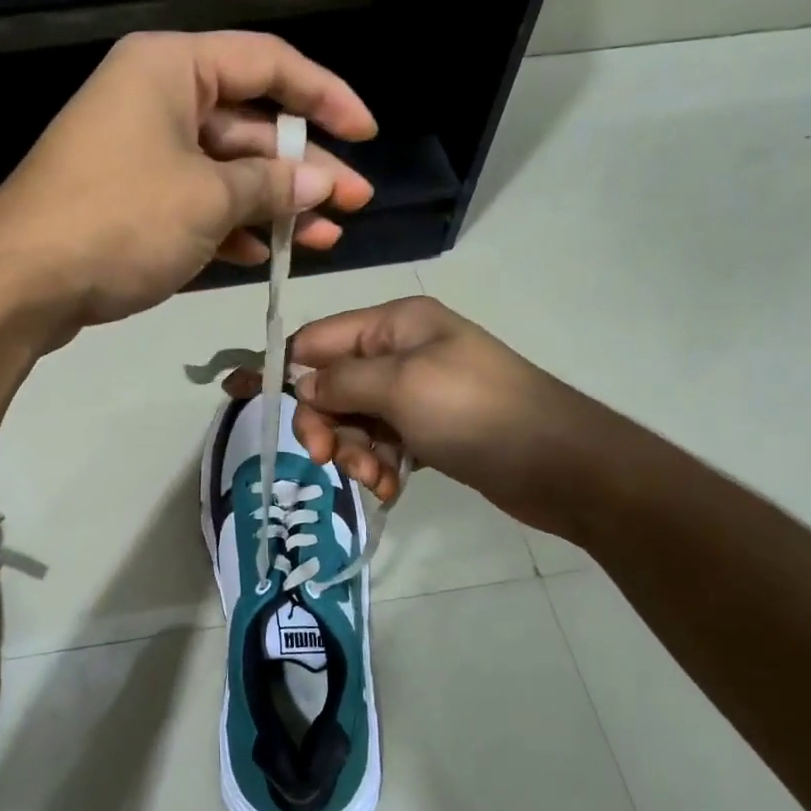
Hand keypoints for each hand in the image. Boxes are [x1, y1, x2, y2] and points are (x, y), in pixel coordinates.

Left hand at [0, 31, 376, 335]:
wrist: (21, 282)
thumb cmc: (120, 220)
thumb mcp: (208, 198)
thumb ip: (271, 185)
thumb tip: (320, 184)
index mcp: (170, 69)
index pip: (268, 63)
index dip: (326, 96)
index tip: (366, 134)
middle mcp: (153, 99)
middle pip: (247, 123)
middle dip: (303, 167)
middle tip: (354, 203)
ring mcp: (137, 152)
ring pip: (222, 170)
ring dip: (273, 204)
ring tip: (325, 237)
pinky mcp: (127, 200)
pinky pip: (192, 202)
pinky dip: (229, 226)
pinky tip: (267, 254)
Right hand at [225, 296, 610, 536]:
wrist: (562, 464)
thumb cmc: (476, 412)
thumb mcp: (401, 387)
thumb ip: (342, 382)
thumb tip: (302, 385)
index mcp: (396, 323)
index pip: (319, 339)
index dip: (285, 370)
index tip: (248, 401)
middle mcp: (402, 351)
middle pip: (333, 384)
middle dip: (328, 424)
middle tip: (330, 459)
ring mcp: (417, 392)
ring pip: (356, 420)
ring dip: (356, 452)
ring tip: (378, 479)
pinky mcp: (430, 430)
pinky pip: (384, 443)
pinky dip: (381, 465)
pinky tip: (393, 487)